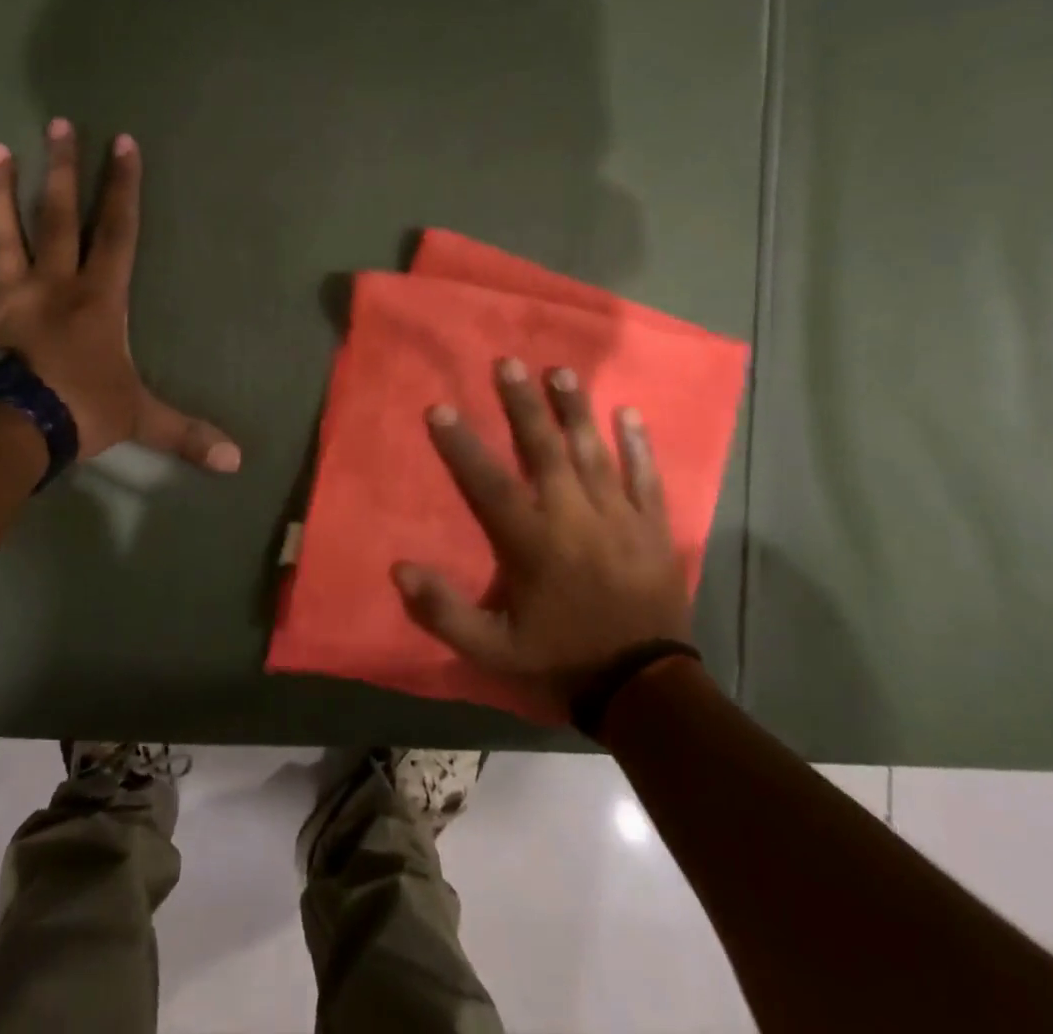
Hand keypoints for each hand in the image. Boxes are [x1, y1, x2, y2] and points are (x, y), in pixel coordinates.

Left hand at [0, 121, 240, 471]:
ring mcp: (6, 298)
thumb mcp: (142, 419)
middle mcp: (52, 284)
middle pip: (59, 217)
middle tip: (58, 123)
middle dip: (63, 170)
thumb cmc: (81, 411)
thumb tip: (237, 462)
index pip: (117, 232)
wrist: (9, 432)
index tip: (122, 142)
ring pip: (2, 235)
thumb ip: (188, 433)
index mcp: (98, 298)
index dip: (123, 187)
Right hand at [393, 358, 689, 716]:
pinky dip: (639, 444)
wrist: (644, 689)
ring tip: (560, 370)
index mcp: (532, 543)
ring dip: (575, 409)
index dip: (462, 445)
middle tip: (509, 363)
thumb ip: (444, 612)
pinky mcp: (652, 526)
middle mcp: (573, 516)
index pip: (489, 483)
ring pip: (593, 451)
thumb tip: (399, 569)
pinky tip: (629, 411)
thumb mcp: (492, 651)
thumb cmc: (561, 660)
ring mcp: (618, 516)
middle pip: (544, 450)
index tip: (441, 408)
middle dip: (524, 405)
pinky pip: (646, 476)